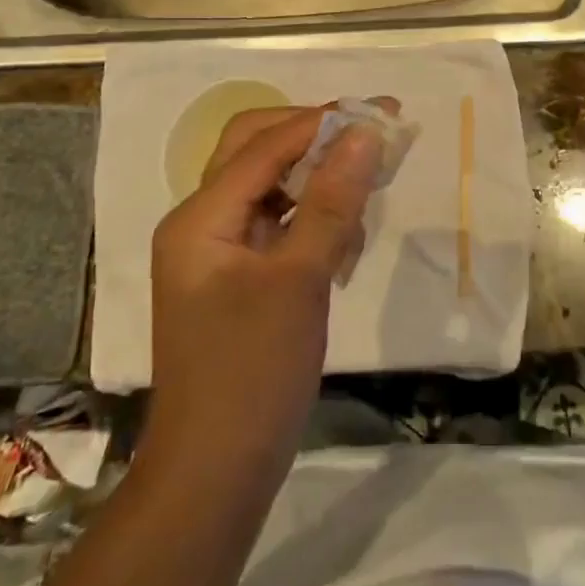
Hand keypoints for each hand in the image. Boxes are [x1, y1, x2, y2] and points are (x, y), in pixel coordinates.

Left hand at [146, 103, 384, 470]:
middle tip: (372, 138)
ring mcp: (216, 251)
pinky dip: (312, 220)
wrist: (215, 474)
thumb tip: (365, 132)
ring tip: (366, 191)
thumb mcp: (300, 280)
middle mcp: (200, 222)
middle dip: (316, 139)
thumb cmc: (253, 373)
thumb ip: (333, 201)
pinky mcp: (236, 277)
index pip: (266, 145)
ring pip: (270, 187)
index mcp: (200, 217)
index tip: (383, 111)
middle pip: (257, 152)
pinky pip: (276, 225)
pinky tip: (345, 241)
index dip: (325, 122)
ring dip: (318, 180)